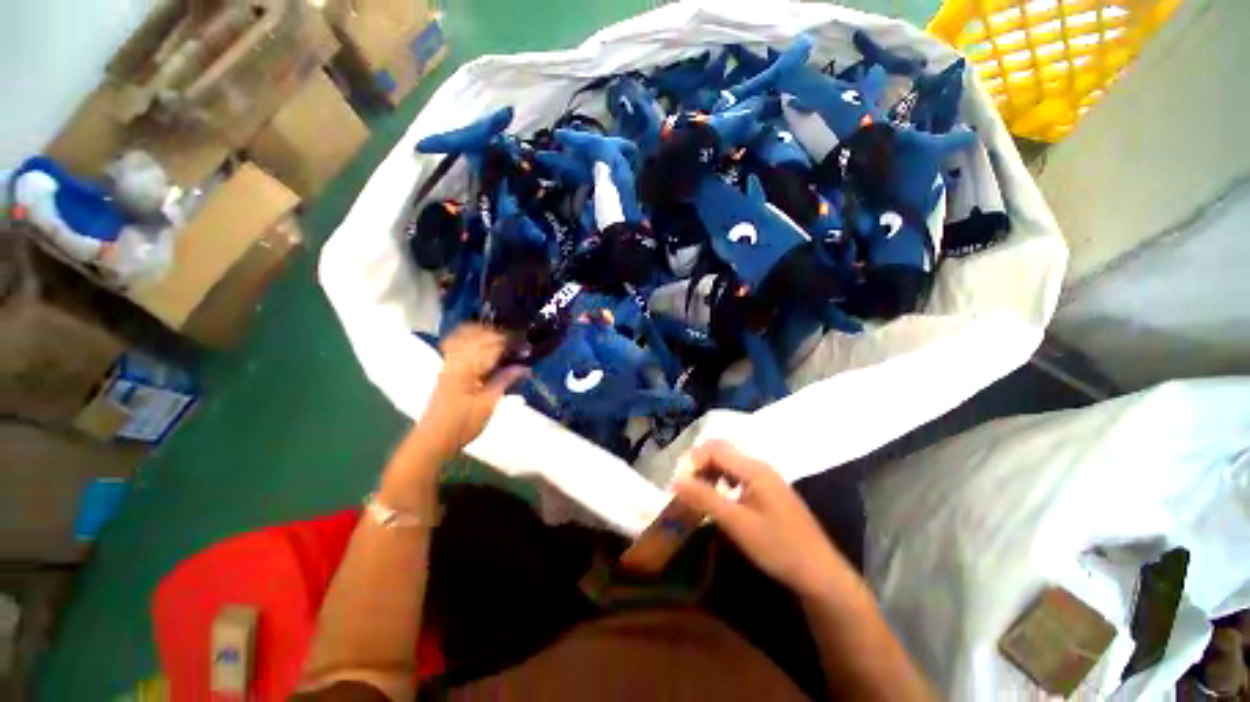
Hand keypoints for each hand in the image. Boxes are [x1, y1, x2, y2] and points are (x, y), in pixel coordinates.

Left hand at [418, 324, 527, 457]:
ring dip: (485, 334)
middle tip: (518, 342)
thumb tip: (523, 366)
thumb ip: (504, 380)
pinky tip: (484, 346)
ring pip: (466, 337)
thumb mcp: (488, 404)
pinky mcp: (447, 369)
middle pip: (477, 335)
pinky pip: (459, 345)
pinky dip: (472, 340)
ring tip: (504, 341)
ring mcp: (449, 363)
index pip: (491, 344)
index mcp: (466, 367)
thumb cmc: (462, 424)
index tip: (525, 344)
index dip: (509, 340)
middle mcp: (456, 360)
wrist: (433, 439)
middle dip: (499, 334)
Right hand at [671, 440, 849, 598]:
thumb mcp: (737, 524)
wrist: (820, 573)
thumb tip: (675, 480)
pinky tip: (719, 498)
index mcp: (753, 468)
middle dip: (699, 464)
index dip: (693, 461)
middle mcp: (759, 465)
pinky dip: (721, 480)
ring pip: (728, 462)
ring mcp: (765, 477)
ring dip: (709, 472)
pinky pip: (737, 474)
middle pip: (721, 451)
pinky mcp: (767, 490)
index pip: (714, 448)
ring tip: (697, 493)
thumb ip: (705, 499)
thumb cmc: (779, 547)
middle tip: (685, 487)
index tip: (679, 484)